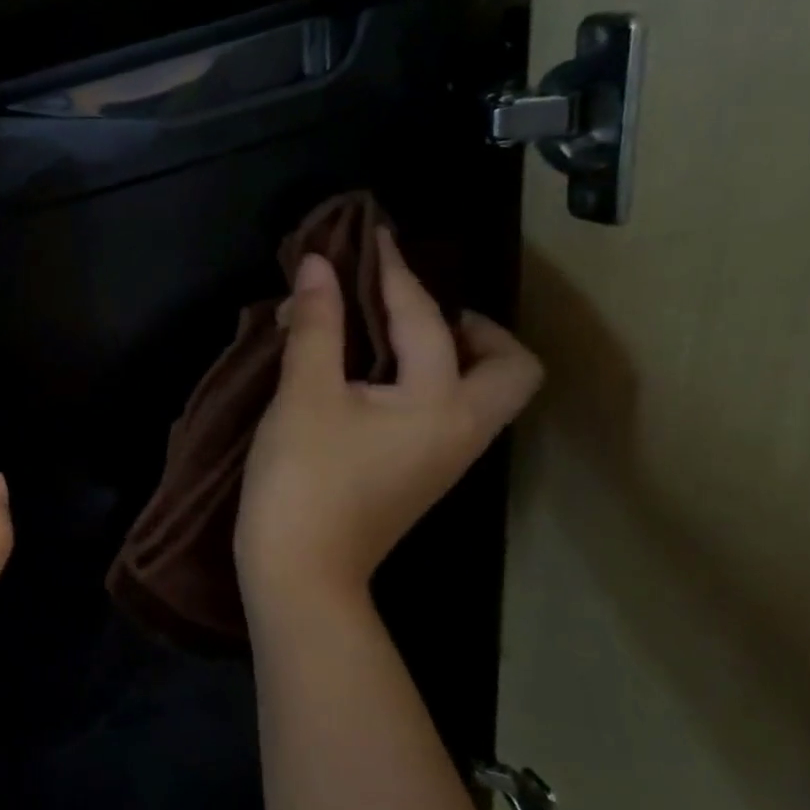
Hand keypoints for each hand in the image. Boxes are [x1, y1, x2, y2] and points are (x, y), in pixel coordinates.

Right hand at [236, 229, 541, 624]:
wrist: (300, 573)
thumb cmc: (303, 481)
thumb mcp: (304, 395)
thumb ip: (317, 325)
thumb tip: (318, 266)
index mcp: (441, 403)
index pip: (425, 319)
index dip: (392, 272)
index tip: (372, 236)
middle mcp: (462, 429)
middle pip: (509, 368)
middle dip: (474, 327)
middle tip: (415, 308)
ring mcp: (446, 459)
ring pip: (481, 393)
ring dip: (449, 353)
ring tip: (390, 334)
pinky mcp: (421, 476)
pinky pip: (446, 412)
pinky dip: (425, 382)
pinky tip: (373, 378)